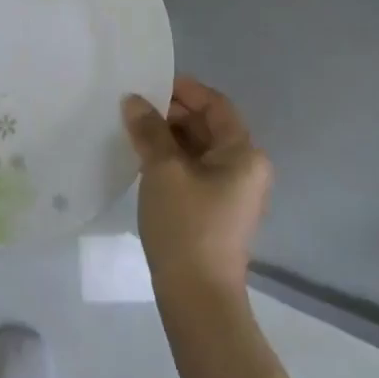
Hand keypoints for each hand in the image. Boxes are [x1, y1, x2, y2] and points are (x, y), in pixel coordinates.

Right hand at [122, 76, 271, 300]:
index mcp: (244, 153)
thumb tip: (134, 100)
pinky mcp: (215, 210)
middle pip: (208, 125)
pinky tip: (143, 158)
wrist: (197, 295)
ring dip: (168, 136)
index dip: (184, 89)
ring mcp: (232, 191)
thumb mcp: (163, 170)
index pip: (216, 105)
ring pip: (199, 149)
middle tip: (134, 105)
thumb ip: (149, 129)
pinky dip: (171, 158)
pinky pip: (194, 170)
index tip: (149, 82)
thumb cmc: (186, 224)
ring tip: (133, 128)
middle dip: (172, 112)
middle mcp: (245, 168)